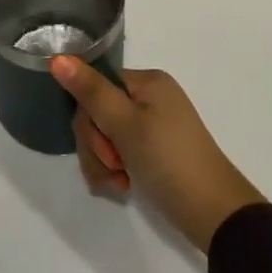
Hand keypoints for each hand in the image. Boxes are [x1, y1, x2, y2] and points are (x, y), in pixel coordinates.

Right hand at [51, 59, 265, 252]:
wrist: (214, 214)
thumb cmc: (168, 160)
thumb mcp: (125, 125)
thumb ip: (90, 91)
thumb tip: (57, 58)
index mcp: (147, 82)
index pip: (97, 86)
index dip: (90, 117)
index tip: (103, 144)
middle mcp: (150, 98)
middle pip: (98, 113)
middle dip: (97, 145)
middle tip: (112, 167)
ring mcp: (153, 126)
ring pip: (105, 136)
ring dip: (103, 162)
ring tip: (118, 184)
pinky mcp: (154, 152)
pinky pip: (120, 153)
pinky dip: (115, 170)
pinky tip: (123, 188)